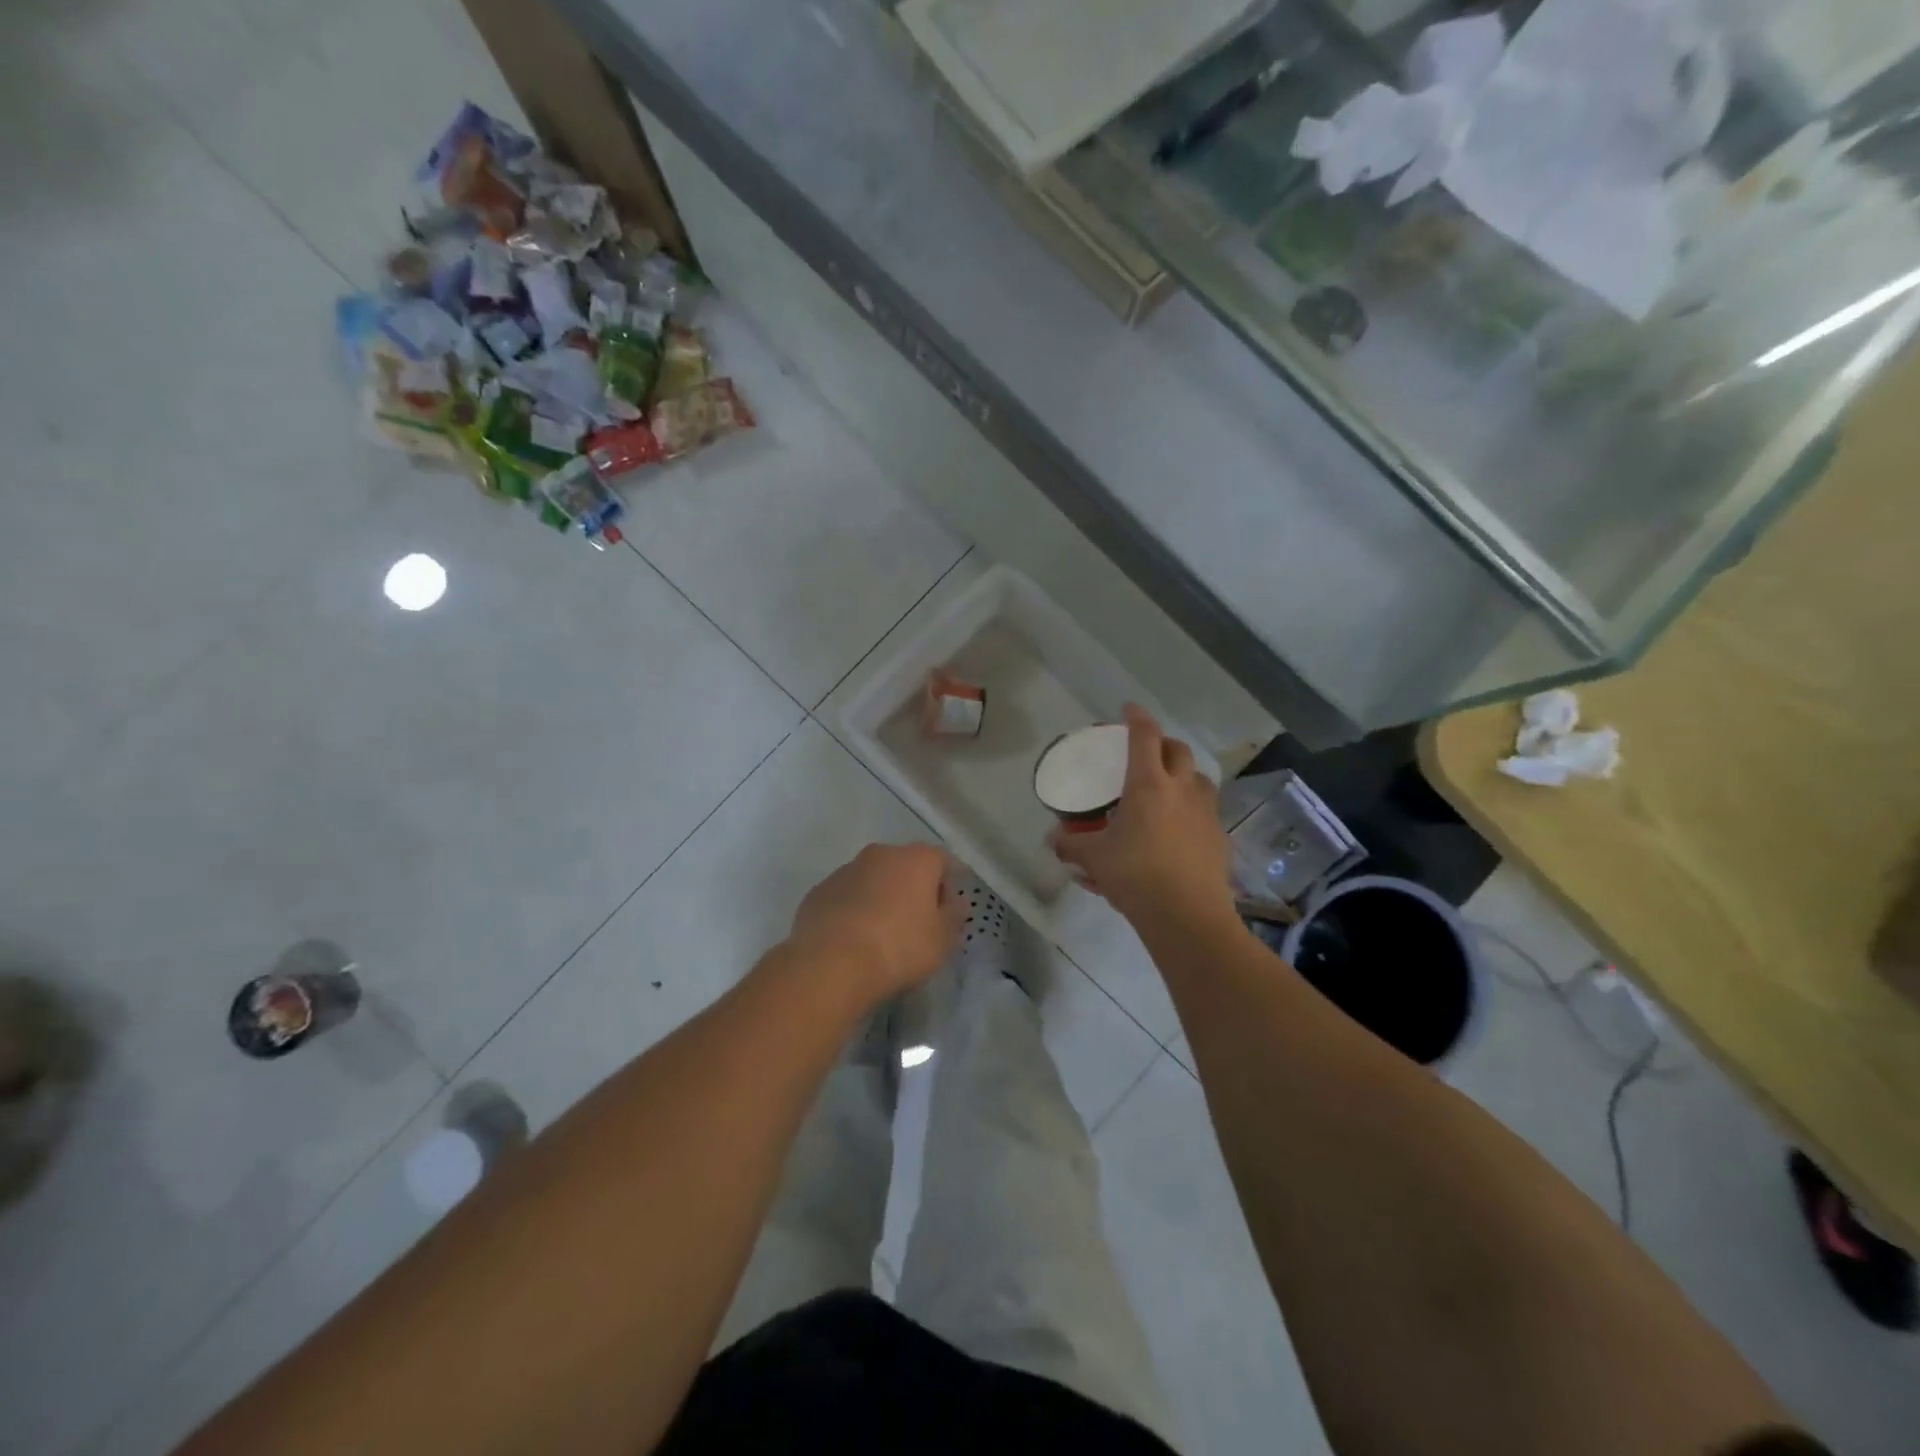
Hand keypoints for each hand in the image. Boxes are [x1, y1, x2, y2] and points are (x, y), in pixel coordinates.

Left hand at [788, 843, 963, 1003]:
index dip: (948, 886)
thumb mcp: (943, 939)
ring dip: (881, 897)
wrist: (832, 963)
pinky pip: (846, 896)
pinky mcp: (819, 891)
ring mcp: (846, 870)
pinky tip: (853, 940)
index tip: (946, 914)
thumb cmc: (899, 947)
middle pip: (905, 866)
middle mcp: (881, 854)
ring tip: (881, 935)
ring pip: (873, 879)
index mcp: (916, 859)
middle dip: (913, 889)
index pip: (942, 861)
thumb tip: (953, 901)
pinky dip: (853, 910)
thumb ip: (954, 915)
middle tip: (916, 924)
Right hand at [1049, 705, 1235, 929]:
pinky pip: (1206, 811)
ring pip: (1199, 779)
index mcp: (1148, 784)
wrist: (1188, 916)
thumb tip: (1052, 839)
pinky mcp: (1219, 837)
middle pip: (1178, 750)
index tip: (1128, 709)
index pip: (1144, 736)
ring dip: (1184, 775)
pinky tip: (1179, 830)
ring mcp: (1206, 812)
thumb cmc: (1136, 876)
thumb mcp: (1094, 858)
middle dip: (1163, 743)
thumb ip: (1071, 844)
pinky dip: (1192, 810)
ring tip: (1167, 789)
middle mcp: (1182, 789)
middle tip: (1147, 752)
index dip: (1136, 717)